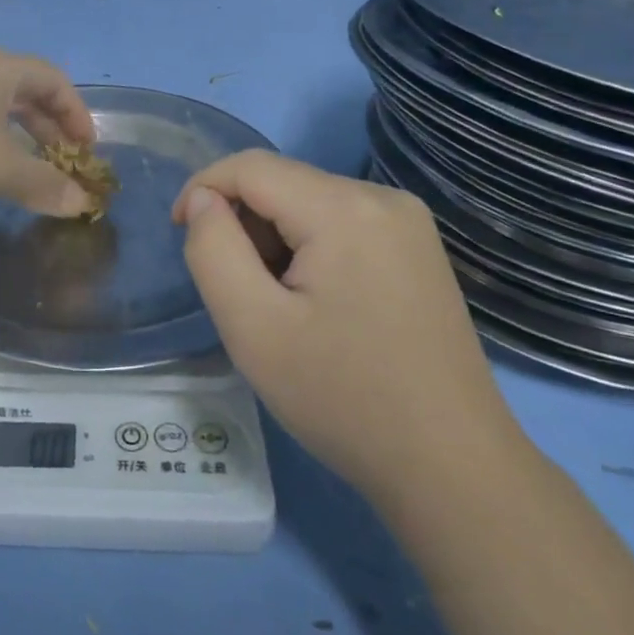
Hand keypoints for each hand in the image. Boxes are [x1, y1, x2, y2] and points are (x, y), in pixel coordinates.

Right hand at [172, 152, 516, 502]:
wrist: (451, 468)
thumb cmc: (343, 398)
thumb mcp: (253, 328)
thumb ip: (213, 250)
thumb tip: (203, 200)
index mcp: (344, 209)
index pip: (251, 167)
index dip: (203, 189)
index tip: (182, 236)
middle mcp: (382, 197)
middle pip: (282, 182)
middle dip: (243, 222)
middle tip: (237, 291)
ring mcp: (408, 221)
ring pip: (309, 201)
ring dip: (275, 238)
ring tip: (278, 305)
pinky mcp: (417, 247)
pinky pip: (341, 222)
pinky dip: (309, 247)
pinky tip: (315, 303)